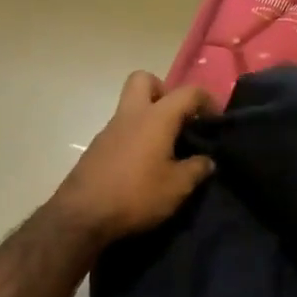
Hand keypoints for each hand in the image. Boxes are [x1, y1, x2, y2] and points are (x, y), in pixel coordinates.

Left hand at [51, 72, 217, 245]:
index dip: (207, 100)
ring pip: (131, 106)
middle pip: (144, 79)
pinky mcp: (97, 148)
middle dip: (165, 91)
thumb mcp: (178, 187)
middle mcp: (131, 115)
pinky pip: (122, 130)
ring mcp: (109, 130)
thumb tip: (207, 160)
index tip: (216, 119)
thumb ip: (197, 169)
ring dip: (150, 118)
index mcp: (156, 118)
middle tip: (178, 119)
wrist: (81, 217)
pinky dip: (136, 137)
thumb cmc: (136, 196)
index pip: (188, 92)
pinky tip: (145, 165)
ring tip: (166, 149)